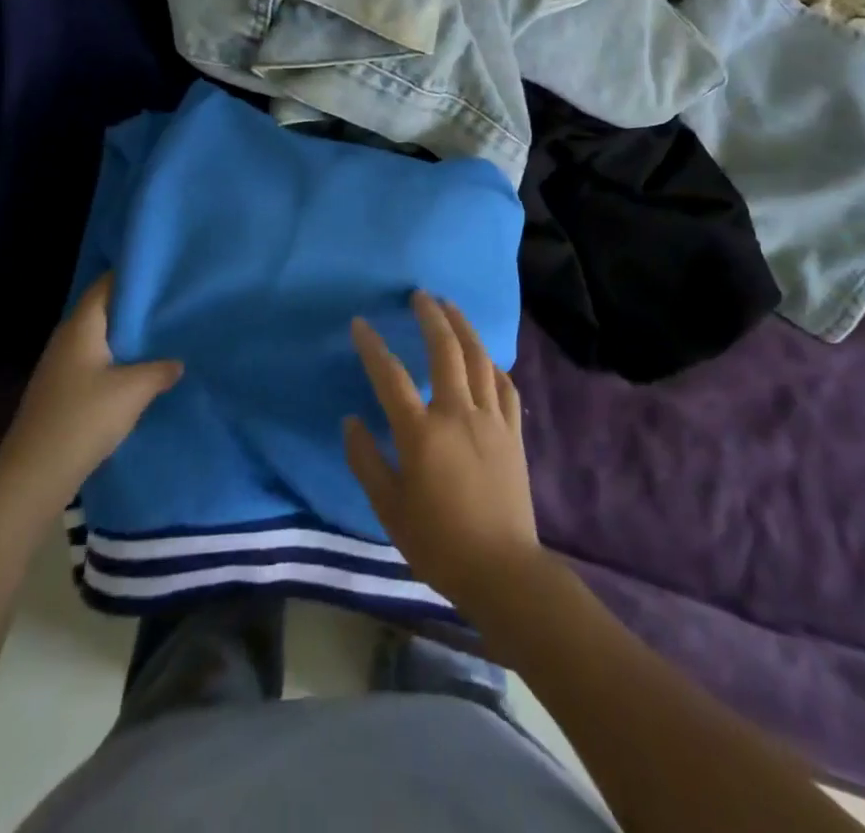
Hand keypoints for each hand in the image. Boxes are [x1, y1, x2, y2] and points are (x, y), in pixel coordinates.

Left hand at [0, 275, 181, 521]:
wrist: (34, 474)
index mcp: (80, 328)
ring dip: (126, 338)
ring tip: (161, 336)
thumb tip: (177, 362)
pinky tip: (138, 372)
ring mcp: (60, 367)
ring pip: (99, 340)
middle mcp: (66, 340)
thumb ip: (160, 370)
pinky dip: (117, 361)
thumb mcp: (133, 391)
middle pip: (102, 312)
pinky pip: (94, 363)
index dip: (131, 276)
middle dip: (134, 308)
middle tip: (170, 305)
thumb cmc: (83, 418)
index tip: (162, 274)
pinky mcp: (61, 392)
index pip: (104, 286)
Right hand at [343, 292, 541, 612]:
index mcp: (422, 433)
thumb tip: (351, 421)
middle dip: (431, 317)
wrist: (502, 570)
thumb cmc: (438, 542)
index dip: (372, 346)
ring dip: (463, 327)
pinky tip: (486, 357)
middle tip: (420, 295)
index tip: (360, 323)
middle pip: (445, 350)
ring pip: (479, 358)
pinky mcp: (513, 431)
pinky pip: (505, 385)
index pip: (390, 376)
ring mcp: (491, 419)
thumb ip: (366, 460)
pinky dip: (493, 364)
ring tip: (451, 306)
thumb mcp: (389, 509)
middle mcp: (458, 413)